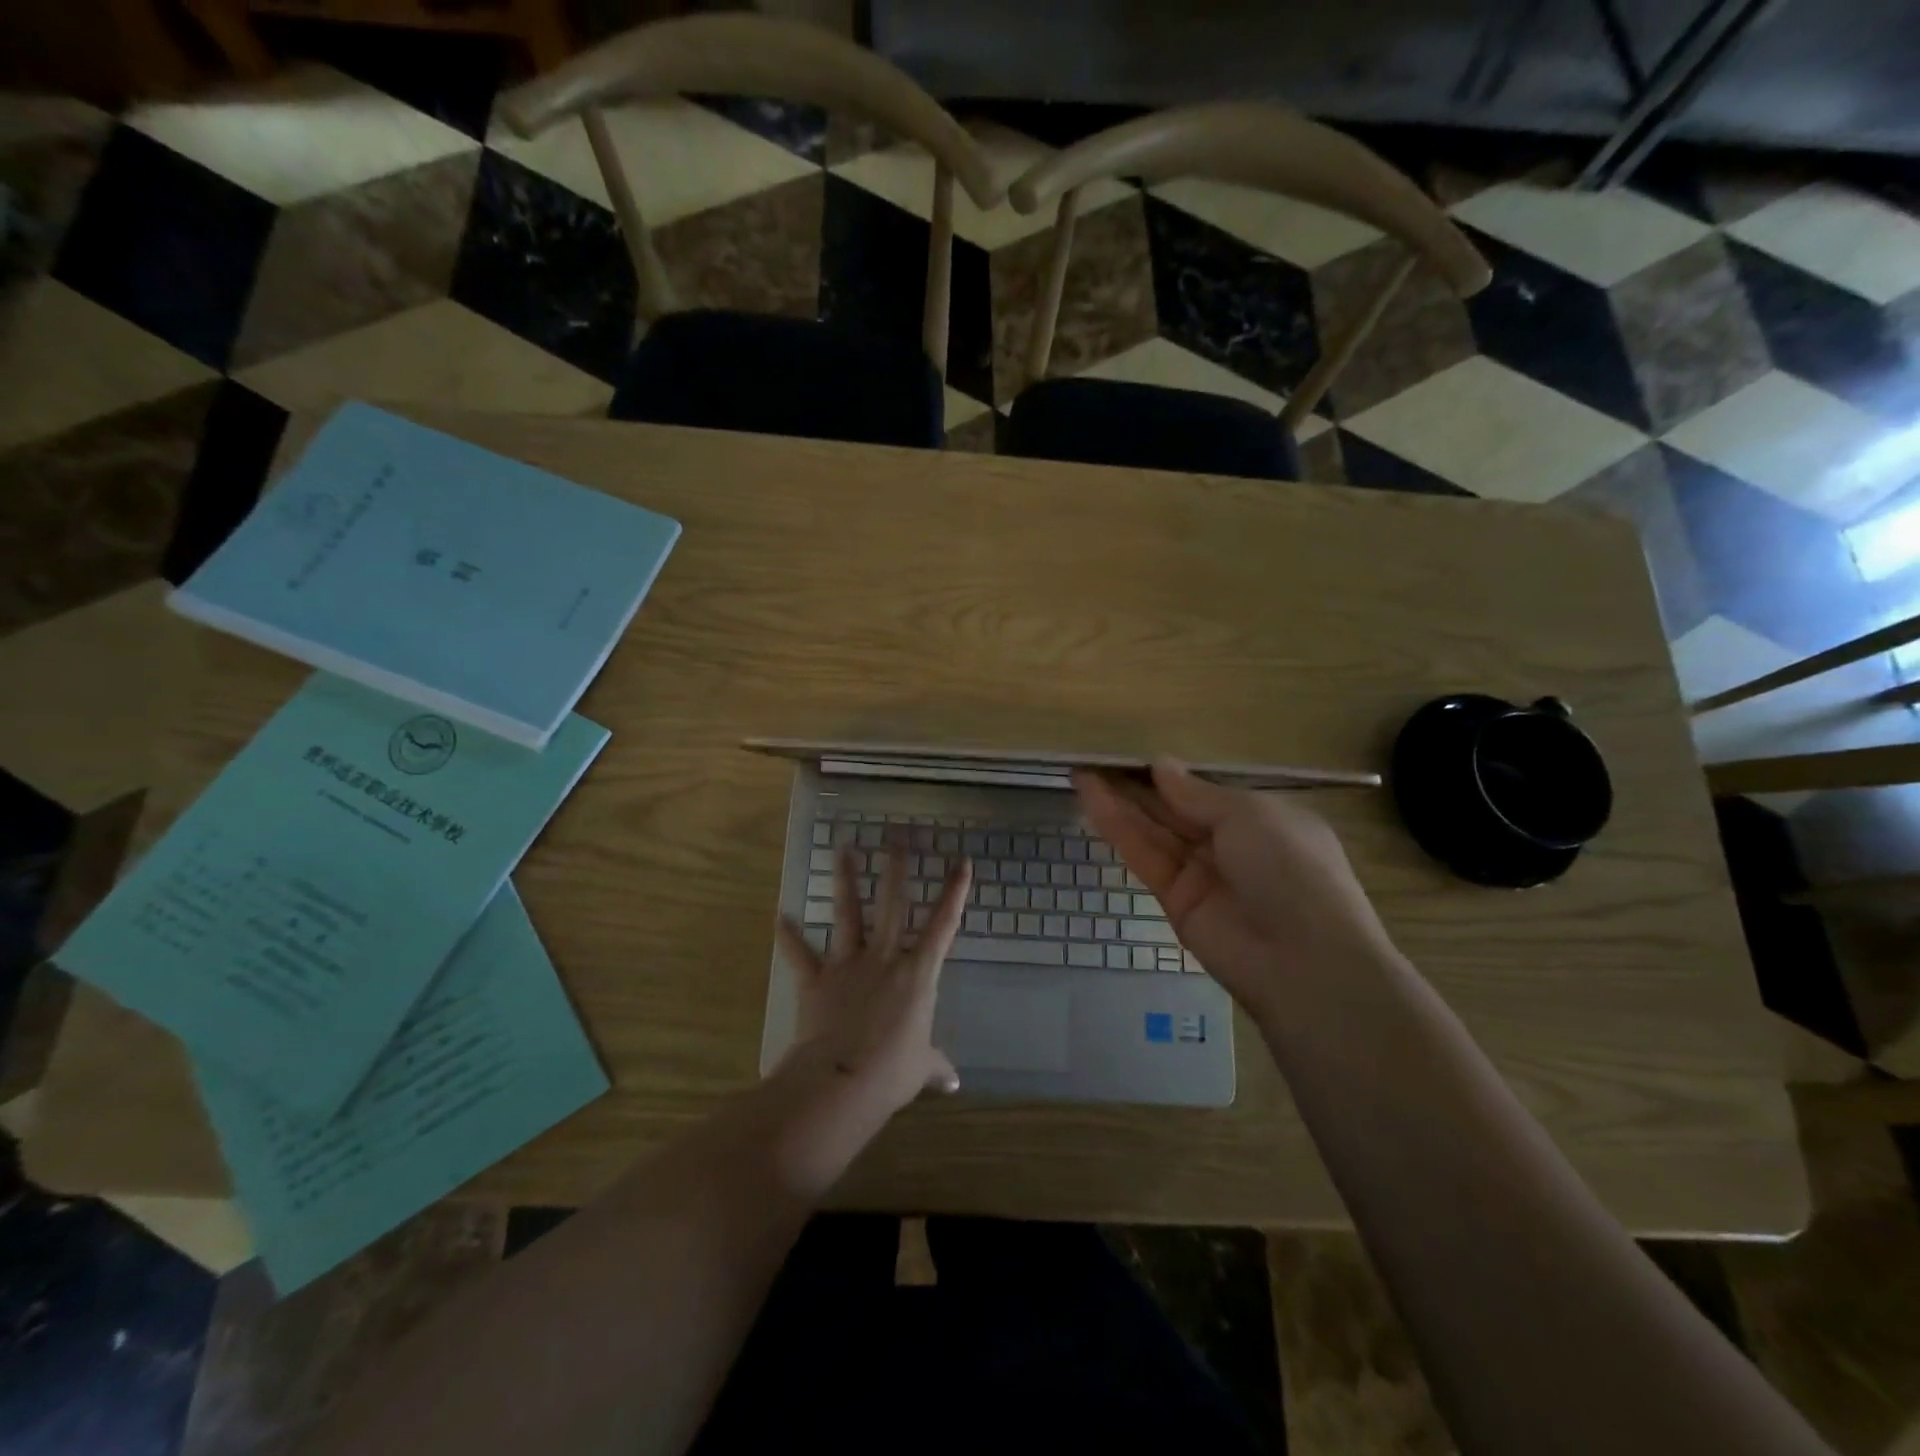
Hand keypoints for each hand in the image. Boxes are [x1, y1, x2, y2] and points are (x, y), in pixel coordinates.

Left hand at [774, 840, 972, 1122]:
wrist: (841, 1080)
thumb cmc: (892, 1072)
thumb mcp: (920, 1068)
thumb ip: (935, 1066)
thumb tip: (953, 1083)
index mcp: (917, 974)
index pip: (943, 925)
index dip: (954, 892)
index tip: (961, 862)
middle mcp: (884, 958)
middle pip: (892, 904)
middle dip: (896, 868)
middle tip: (896, 836)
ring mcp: (848, 964)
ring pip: (848, 913)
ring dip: (844, 880)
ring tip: (842, 848)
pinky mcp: (816, 979)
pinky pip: (800, 954)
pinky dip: (788, 936)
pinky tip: (777, 917)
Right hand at [1073, 759, 1395, 1020]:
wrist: (1303, 960)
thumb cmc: (1289, 868)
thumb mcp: (1248, 815)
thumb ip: (1196, 793)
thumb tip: (1161, 765)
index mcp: (1261, 819)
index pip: (1207, 791)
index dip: (1169, 774)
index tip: (1131, 755)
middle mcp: (1230, 844)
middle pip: (1175, 809)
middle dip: (1137, 785)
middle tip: (1094, 758)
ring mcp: (1201, 874)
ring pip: (1153, 831)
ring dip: (1118, 802)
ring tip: (1081, 773)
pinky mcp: (1175, 900)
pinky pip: (1145, 857)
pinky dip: (1118, 830)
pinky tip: (1092, 802)